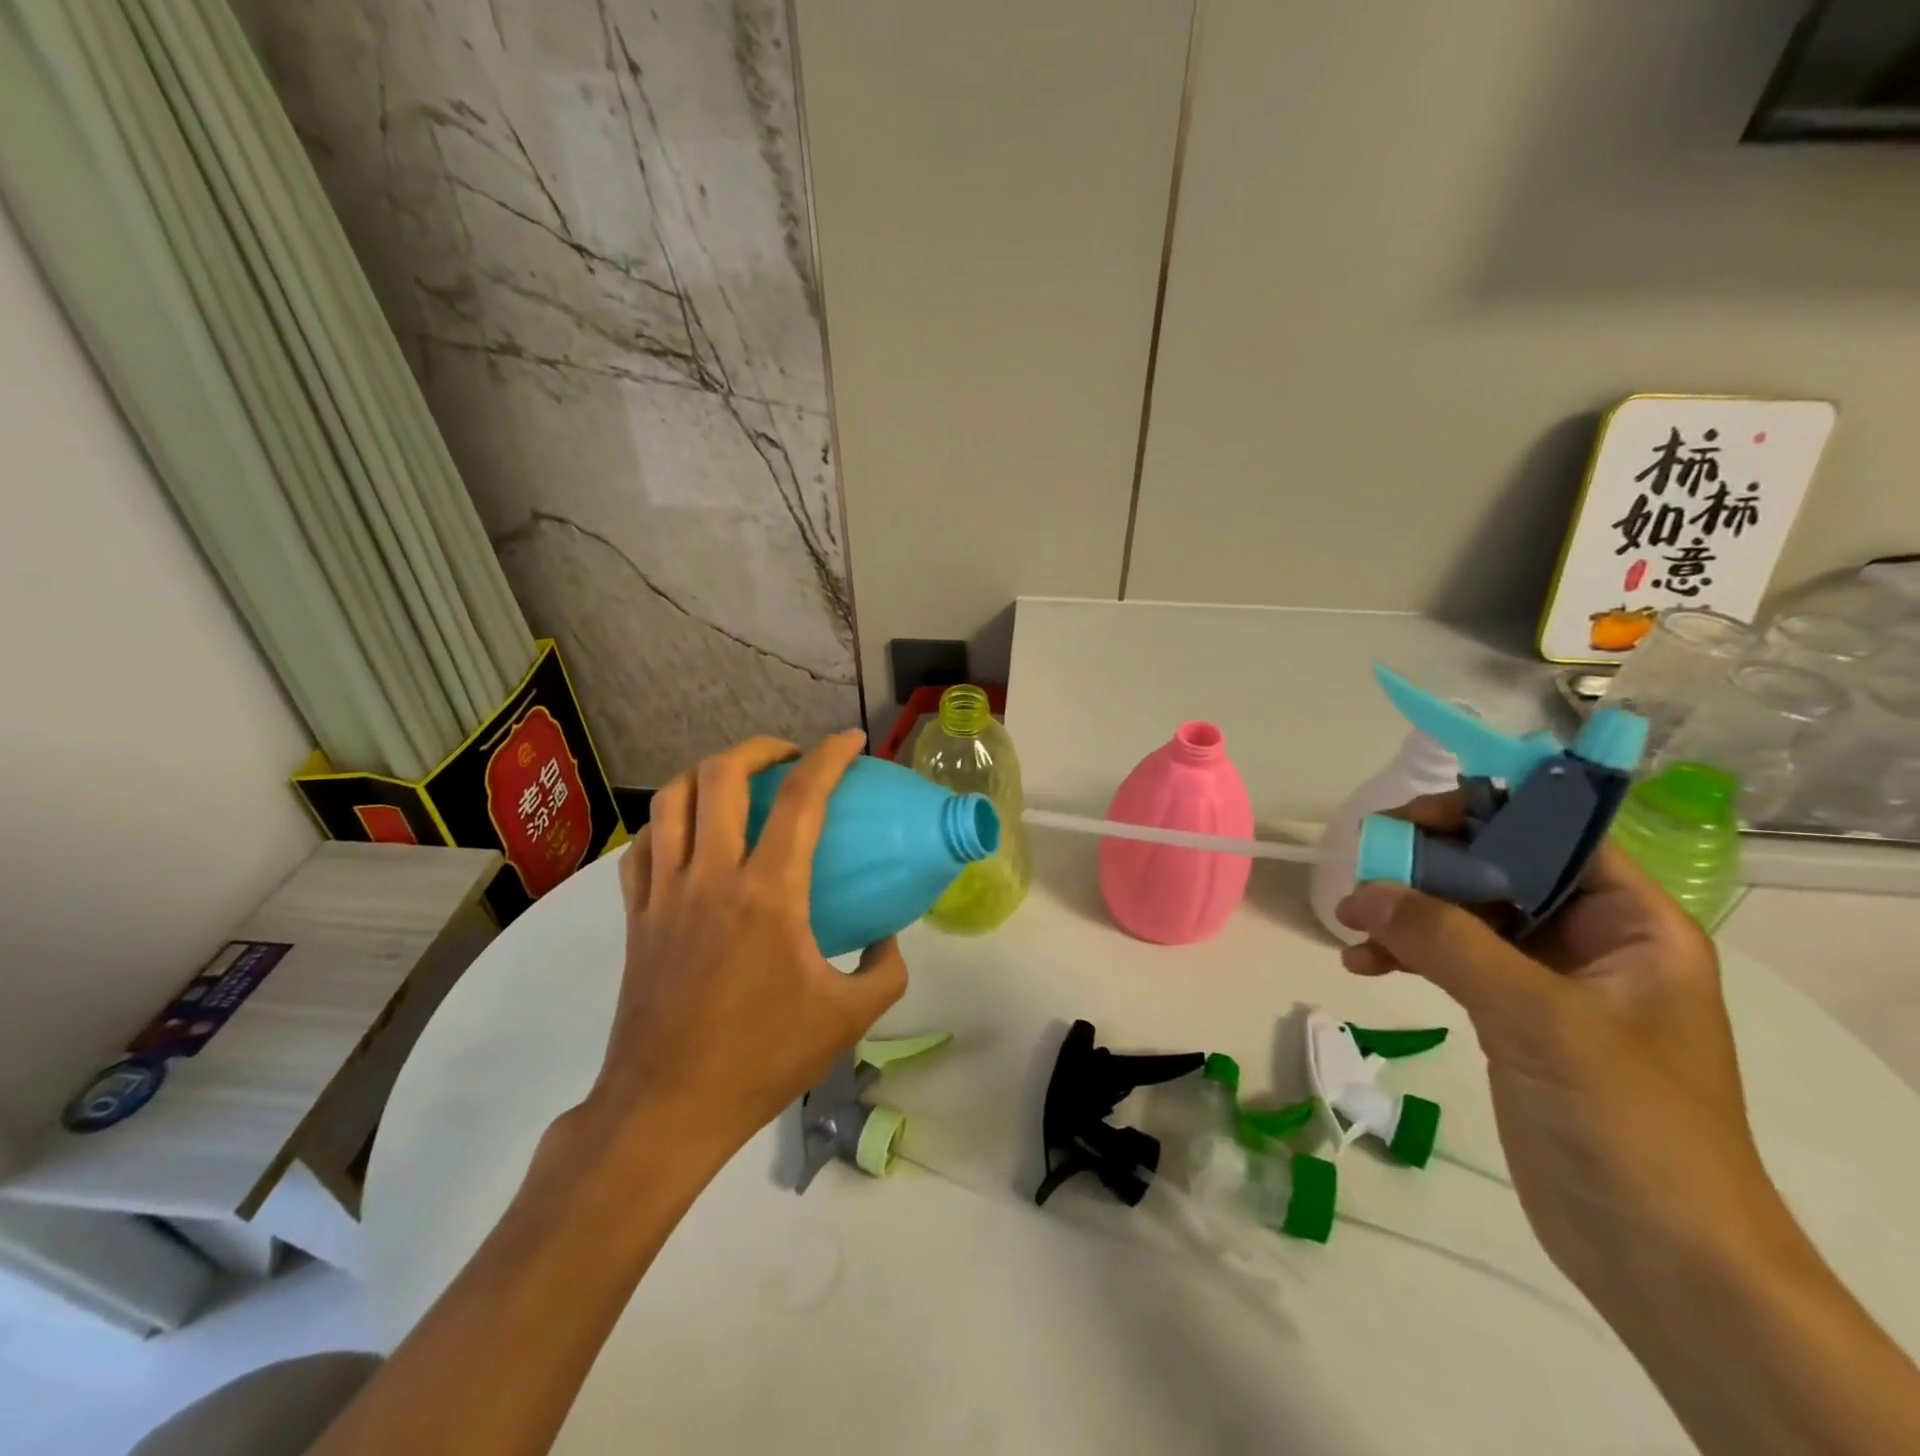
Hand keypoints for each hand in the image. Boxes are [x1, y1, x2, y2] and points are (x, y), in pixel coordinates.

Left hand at [586, 731, 907, 1153]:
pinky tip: (687, 835)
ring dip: (707, 774)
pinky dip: (667, 823)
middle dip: (759, 749)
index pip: (802, 799)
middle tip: (788, 759)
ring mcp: (664, 893)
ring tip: (736, 783)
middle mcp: (711, 876)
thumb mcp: (850, 1017)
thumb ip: (886, 968)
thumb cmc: (763, 1058)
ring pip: (672, 800)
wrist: (668, 1109)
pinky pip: (642, 847)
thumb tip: (887, 936)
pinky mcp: (635, 916)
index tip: (850, 741)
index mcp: (769, 893)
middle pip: (721, 775)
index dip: (830, 757)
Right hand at [1334, 792, 1792, 1305]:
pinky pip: (1449, 960)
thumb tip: (1360, 891)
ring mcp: (1546, 980)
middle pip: (1497, 867)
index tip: (1407, 822)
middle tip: (1362, 872)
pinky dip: (1404, 954)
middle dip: (1426, 866)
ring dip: (1405, 912)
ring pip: (1464, 913)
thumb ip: (1449, 943)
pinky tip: (1363, 965)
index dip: (1484, 813)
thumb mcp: (1540, 1020)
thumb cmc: (1628, 1125)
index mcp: (1632, 924)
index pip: (1554, 834)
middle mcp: (1591, 940)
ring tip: (1350, 924)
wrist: (1660, 1259)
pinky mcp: (1510, 1017)